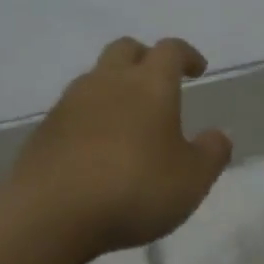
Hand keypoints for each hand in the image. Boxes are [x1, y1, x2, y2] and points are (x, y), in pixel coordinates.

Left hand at [12, 36, 232, 254]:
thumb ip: (211, 153)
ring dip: (114, 88)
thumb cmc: (135, 189)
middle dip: (145, 58)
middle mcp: (107, 82)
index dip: (186, 55)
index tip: (197, 69)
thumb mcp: (192, 179)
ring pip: (95, 78)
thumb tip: (218, 135)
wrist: (51, 214)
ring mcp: (70, 104)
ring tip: (129, 120)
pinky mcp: (45, 131)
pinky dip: (91, 118)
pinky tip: (98, 149)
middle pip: (125, 50)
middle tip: (159, 82)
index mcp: (149, 85)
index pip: (170, 50)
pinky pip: (74, 111)